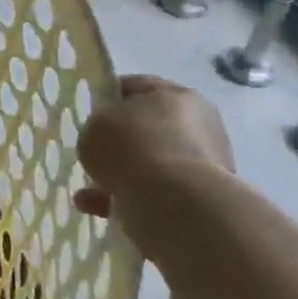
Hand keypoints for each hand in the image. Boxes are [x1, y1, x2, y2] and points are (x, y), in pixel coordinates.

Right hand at [73, 75, 232, 225]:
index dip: (108, 99)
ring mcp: (207, 162)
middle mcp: (199, 123)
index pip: (136, 87)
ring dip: (123, 176)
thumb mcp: (95, 125)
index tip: (90, 117)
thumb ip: (99, 126)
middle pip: (149, 128)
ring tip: (91, 196)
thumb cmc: (132, 147)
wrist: (174, 201)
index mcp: (176, 94)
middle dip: (121, 144)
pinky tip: (104, 212)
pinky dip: (134, 199)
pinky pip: (160, 192)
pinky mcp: (205, 196)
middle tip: (95, 156)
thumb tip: (109, 137)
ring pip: (153, 164)